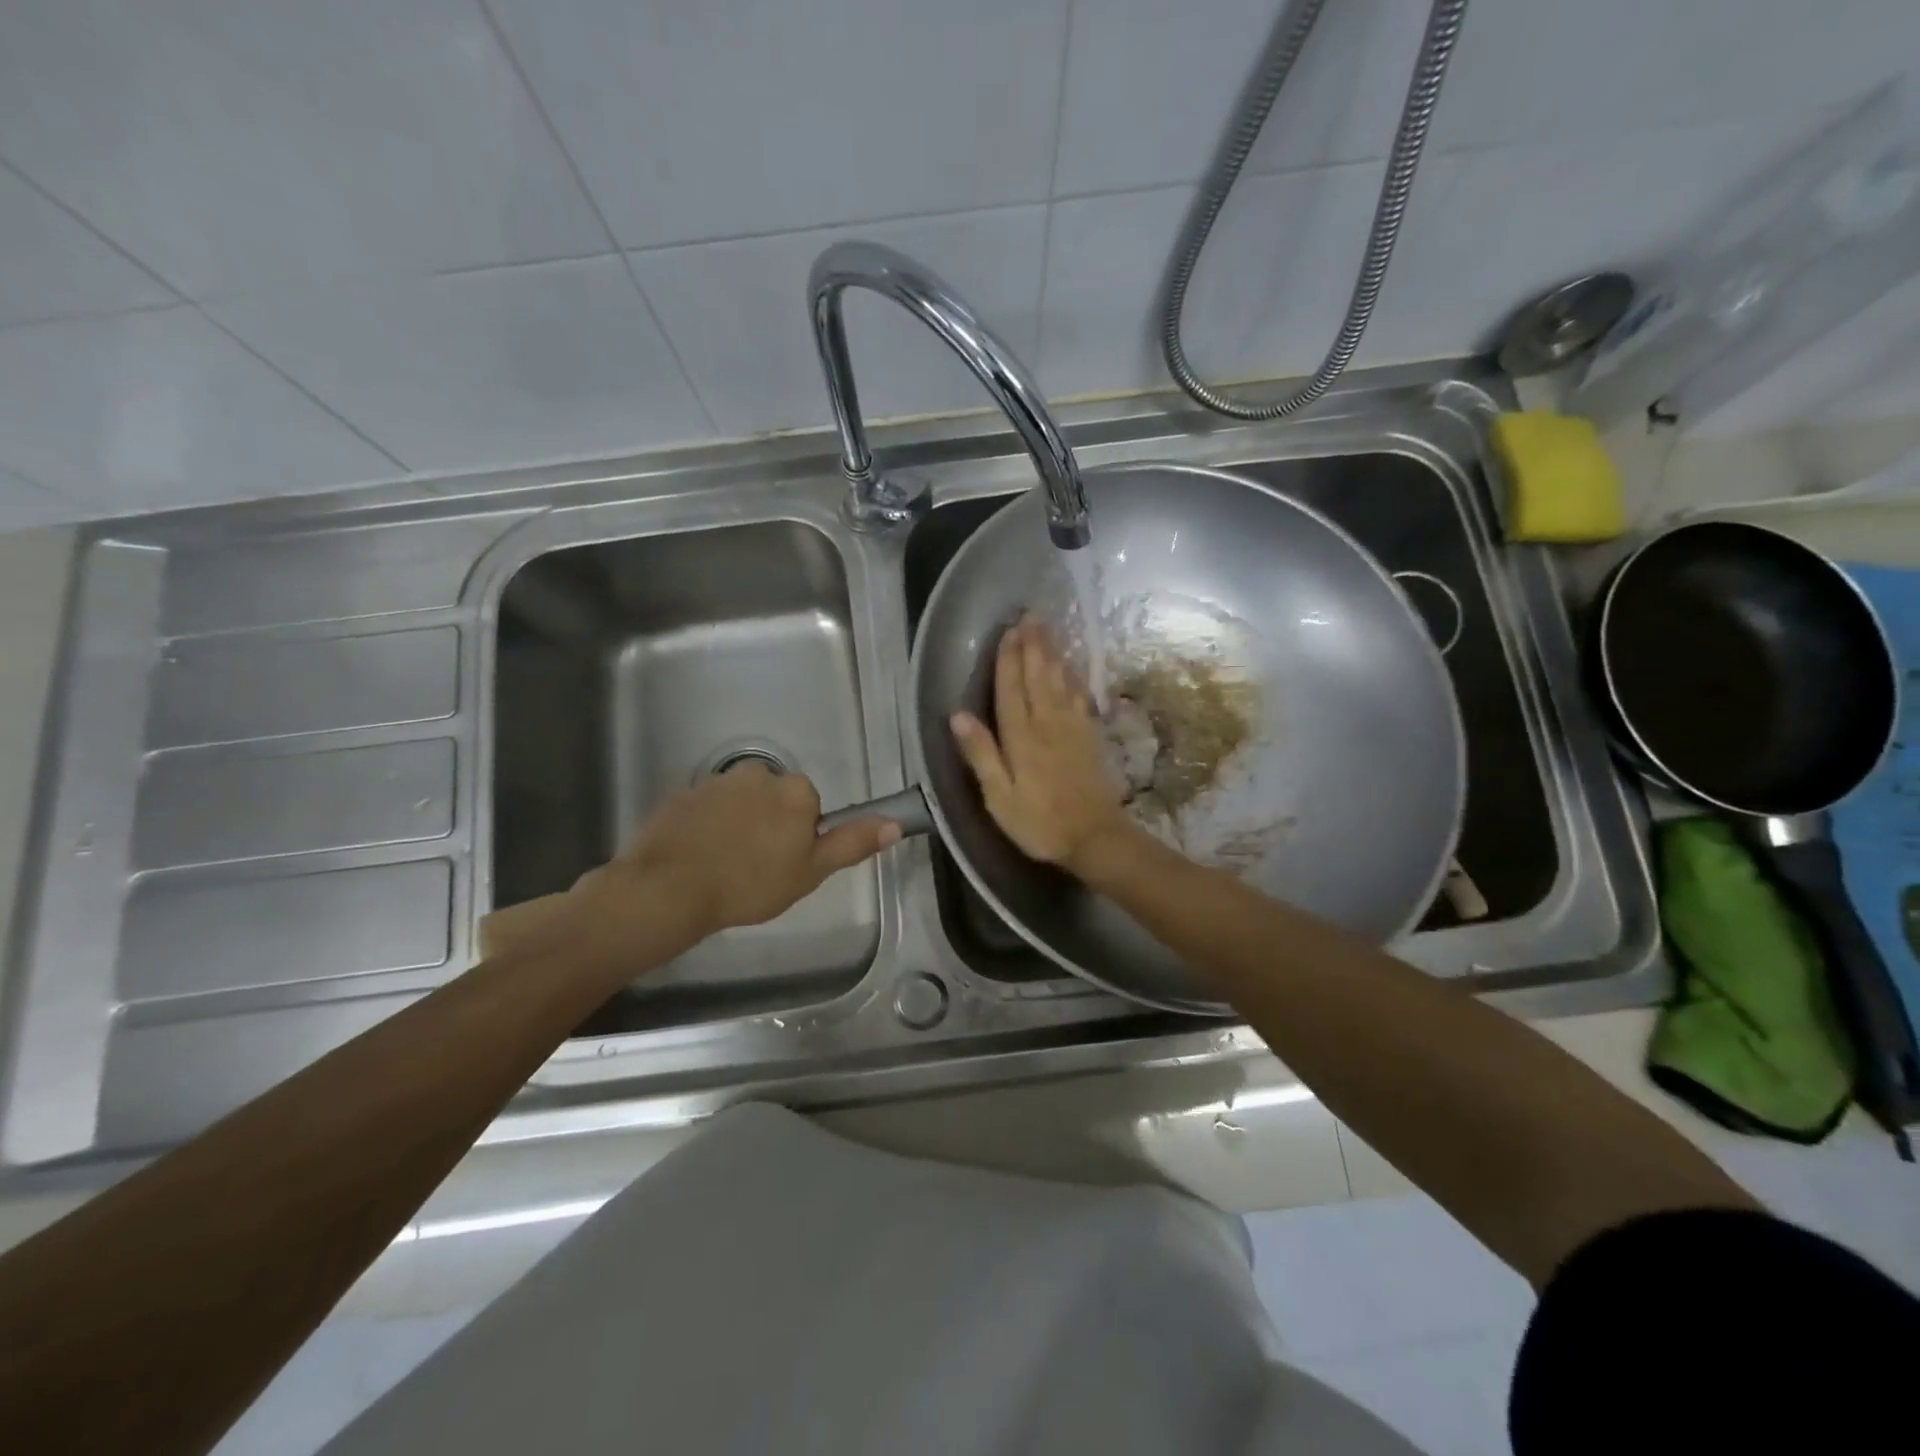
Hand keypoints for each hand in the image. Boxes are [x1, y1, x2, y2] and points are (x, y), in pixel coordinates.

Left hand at [610, 762, 899, 932]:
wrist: (671, 889)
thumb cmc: (751, 883)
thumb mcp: (811, 871)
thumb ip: (852, 843)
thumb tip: (895, 823)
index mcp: (794, 790)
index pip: (808, 805)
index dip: (800, 835)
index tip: (785, 863)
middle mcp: (758, 774)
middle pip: (774, 797)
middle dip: (769, 824)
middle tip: (757, 866)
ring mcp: (715, 782)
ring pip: (739, 801)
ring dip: (737, 823)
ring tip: (724, 865)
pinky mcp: (681, 795)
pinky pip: (705, 809)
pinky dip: (706, 827)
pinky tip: (698, 857)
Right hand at [949, 617, 1138, 876]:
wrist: (1095, 837)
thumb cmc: (1039, 822)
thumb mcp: (999, 798)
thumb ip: (981, 755)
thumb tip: (957, 715)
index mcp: (1022, 738)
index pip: (1012, 690)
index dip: (1008, 660)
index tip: (1008, 631)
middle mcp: (1048, 724)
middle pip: (1039, 676)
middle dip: (1033, 645)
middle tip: (1031, 615)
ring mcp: (1073, 728)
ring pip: (1061, 680)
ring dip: (1053, 652)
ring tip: (1048, 628)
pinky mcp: (1090, 737)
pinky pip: (1081, 696)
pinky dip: (1074, 676)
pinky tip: (1072, 666)